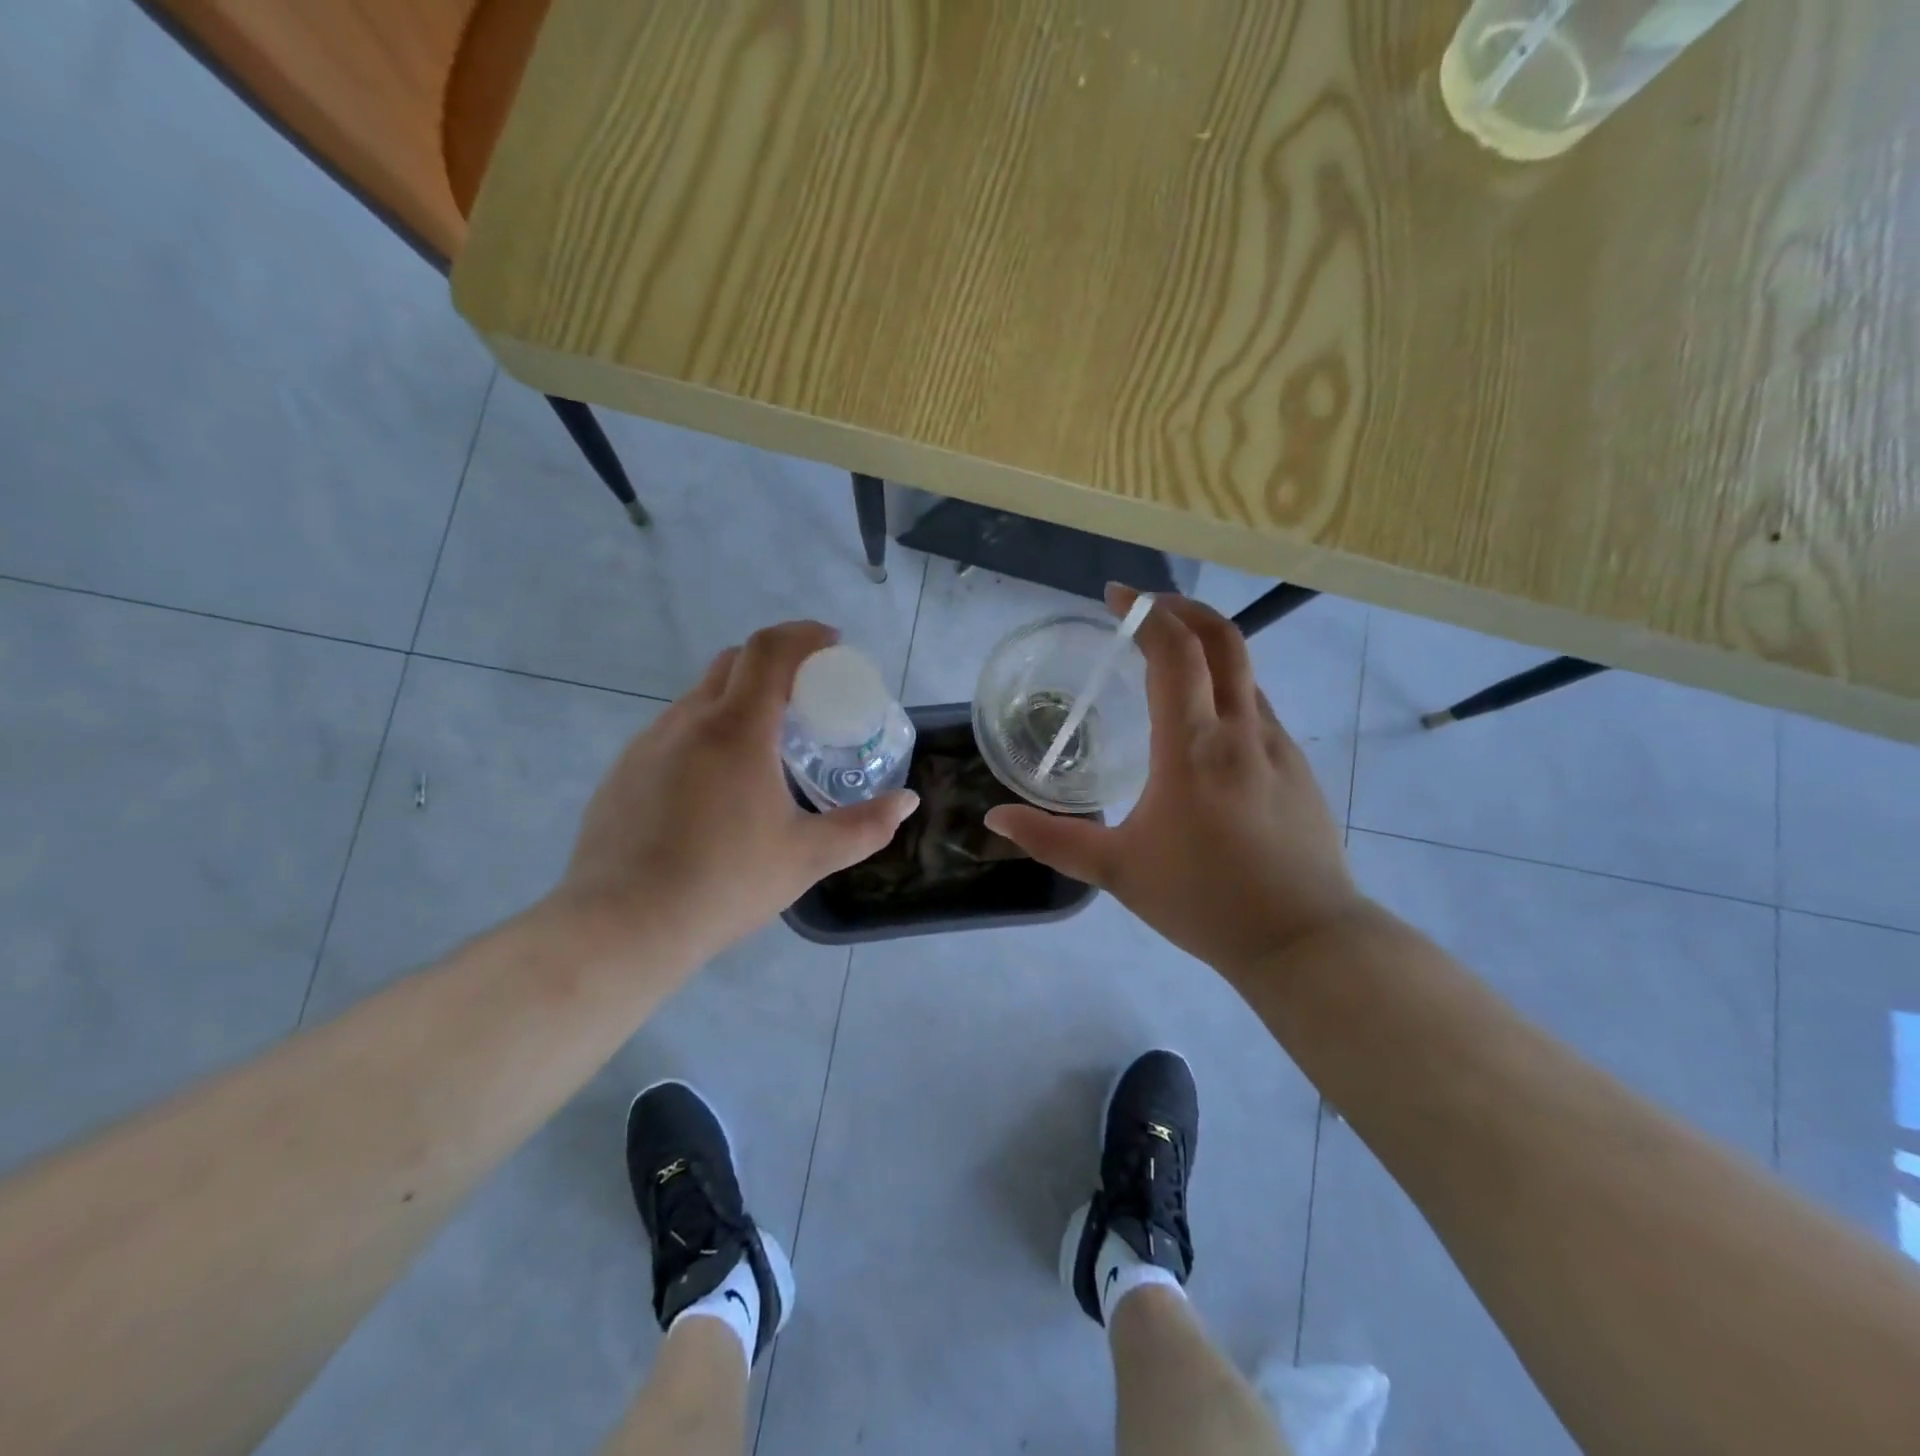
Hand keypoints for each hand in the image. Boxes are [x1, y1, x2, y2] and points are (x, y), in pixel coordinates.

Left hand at [552, 621, 917, 968]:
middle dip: (776, 662)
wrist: (622, 926)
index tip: (832, 644)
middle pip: (734, 662)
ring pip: (701, 697)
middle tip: (807, 695)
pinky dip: (707, 731)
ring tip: (767, 744)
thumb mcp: (807, 857)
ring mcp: (648, 743)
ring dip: (739, 699)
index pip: (769, 651)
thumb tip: (907, 803)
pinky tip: (717, 784)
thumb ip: (864, 827)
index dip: (803, 636)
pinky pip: (674, 730)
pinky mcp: (625, 770)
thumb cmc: (724, 883)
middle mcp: (688, 721)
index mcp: (737, 730)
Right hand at [985, 588, 1364, 978]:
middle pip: (1223, 638)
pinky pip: (1258, 706)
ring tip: (1167, 661)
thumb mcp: (1117, 871)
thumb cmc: (1203, 901)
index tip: (1116, 596)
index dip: (1145, 612)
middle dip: (1182, 608)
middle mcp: (1241, 730)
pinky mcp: (1298, 766)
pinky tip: (1204, 725)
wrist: (1304, 940)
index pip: (1175, 651)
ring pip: (1245, 671)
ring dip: (1207, 648)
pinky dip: (1227, 688)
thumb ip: (1052, 840)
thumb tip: (995, 819)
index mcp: (1193, 747)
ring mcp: (1278, 745)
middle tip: (1143, 608)